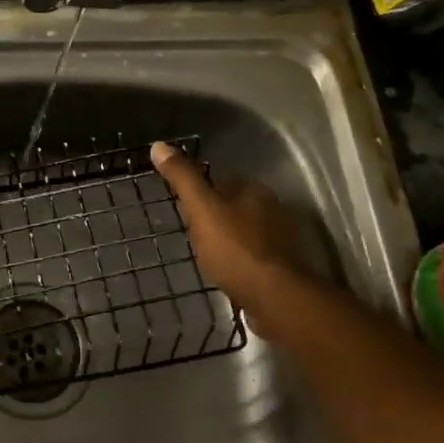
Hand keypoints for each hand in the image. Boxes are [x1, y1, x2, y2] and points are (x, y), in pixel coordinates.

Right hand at [150, 140, 307, 333]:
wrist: (274, 296)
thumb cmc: (234, 248)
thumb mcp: (201, 209)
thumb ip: (182, 178)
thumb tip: (158, 145)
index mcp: (254, 190)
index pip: (221, 181)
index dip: (200, 193)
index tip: (183, 209)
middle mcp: (273, 209)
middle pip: (234, 206)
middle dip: (215, 217)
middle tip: (192, 235)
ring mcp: (282, 239)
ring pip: (246, 231)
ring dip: (229, 239)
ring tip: (208, 256)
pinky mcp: (284, 266)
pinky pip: (256, 254)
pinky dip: (242, 259)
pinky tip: (229, 272)